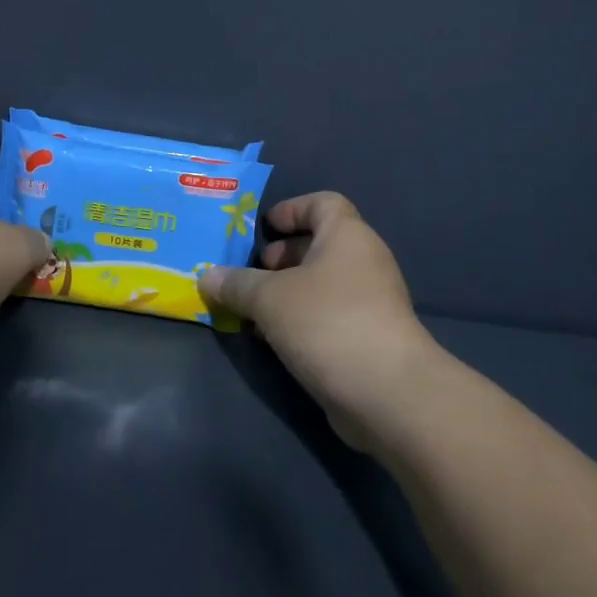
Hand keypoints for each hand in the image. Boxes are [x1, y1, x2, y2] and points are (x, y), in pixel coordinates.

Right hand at [200, 193, 441, 449]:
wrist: (388, 393)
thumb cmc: (327, 323)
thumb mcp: (269, 298)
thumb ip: (236, 284)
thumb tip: (207, 276)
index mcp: (347, 237)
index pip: (322, 203)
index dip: (291, 209)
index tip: (262, 229)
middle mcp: (363, 262)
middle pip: (318, 246)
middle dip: (280, 258)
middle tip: (248, 275)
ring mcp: (369, 303)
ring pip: (320, 286)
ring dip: (284, 294)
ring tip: (250, 311)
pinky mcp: (368, 339)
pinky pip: (327, 317)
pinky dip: (299, 321)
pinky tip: (271, 341)